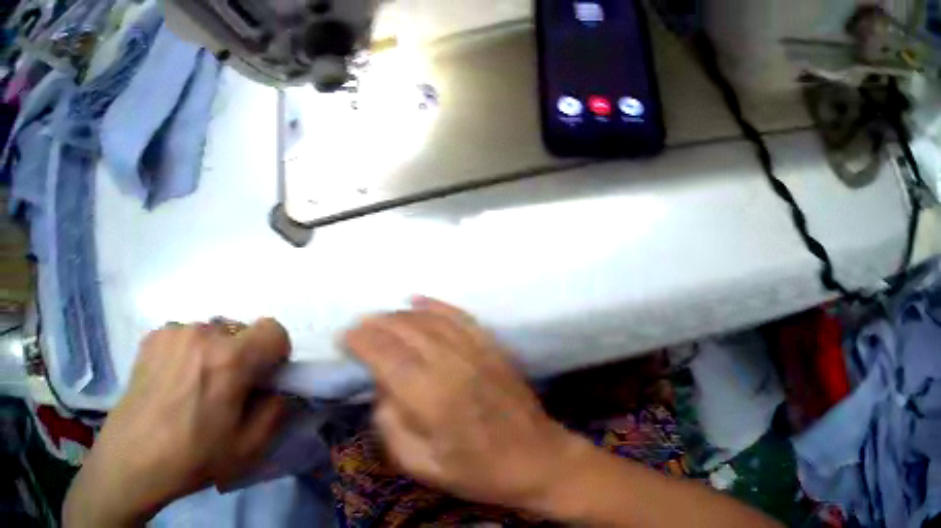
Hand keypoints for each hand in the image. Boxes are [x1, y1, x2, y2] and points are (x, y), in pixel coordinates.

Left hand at [64, 319, 290, 526]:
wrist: (138, 453)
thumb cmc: (196, 455)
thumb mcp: (249, 448)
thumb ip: (276, 412)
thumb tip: (280, 390)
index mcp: (230, 359)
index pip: (273, 329)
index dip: (277, 355)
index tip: (265, 380)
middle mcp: (202, 332)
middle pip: (239, 330)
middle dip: (243, 357)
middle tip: (228, 392)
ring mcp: (173, 330)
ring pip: (210, 332)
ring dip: (214, 354)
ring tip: (195, 389)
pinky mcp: (153, 335)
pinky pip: (183, 336)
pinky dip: (187, 353)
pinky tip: (173, 383)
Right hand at [344, 298, 587, 508]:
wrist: (539, 462)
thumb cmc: (479, 473)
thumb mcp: (422, 466)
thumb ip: (391, 427)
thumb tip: (381, 392)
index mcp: (430, 397)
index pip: (384, 354)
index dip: (359, 341)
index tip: (342, 340)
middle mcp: (451, 365)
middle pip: (403, 330)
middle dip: (373, 325)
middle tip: (355, 331)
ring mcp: (477, 353)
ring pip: (428, 319)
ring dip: (398, 315)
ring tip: (379, 321)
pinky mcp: (494, 350)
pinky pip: (460, 317)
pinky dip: (435, 306)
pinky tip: (417, 302)